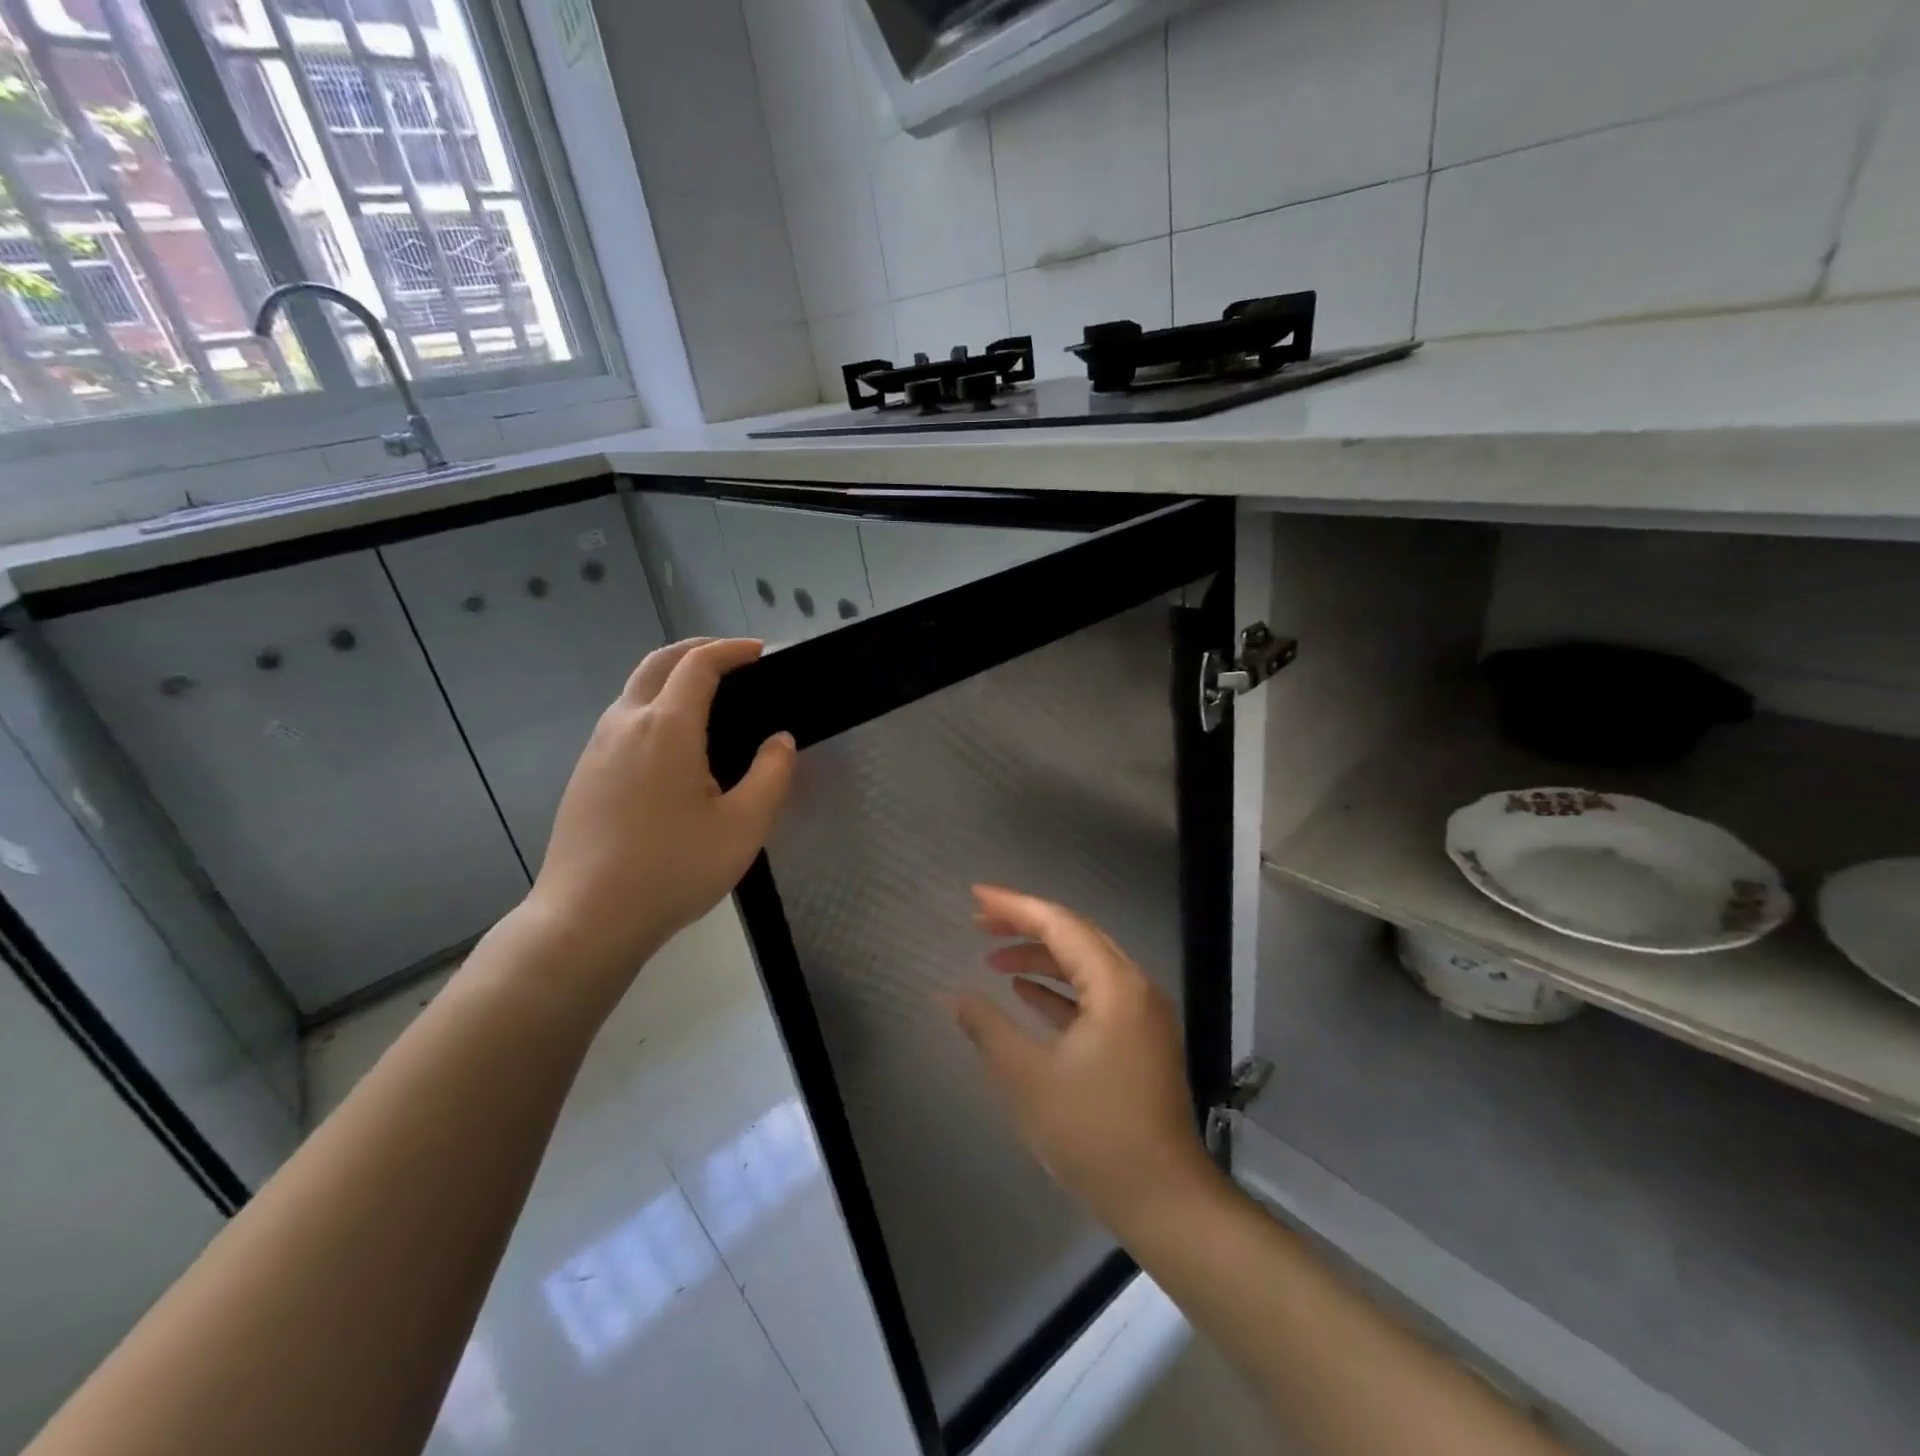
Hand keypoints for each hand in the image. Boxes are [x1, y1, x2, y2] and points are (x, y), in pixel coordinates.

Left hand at [520, 638, 794, 981]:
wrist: (587, 918)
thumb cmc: (673, 870)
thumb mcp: (744, 827)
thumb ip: (772, 774)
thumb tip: (780, 740)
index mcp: (667, 728)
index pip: (699, 665)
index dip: (732, 650)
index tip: (761, 652)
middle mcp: (626, 724)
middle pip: (659, 662)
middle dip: (699, 649)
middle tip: (735, 659)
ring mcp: (598, 747)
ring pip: (636, 688)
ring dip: (673, 674)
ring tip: (710, 694)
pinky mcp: (585, 772)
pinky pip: (623, 717)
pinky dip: (654, 702)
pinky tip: (675, 740)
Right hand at [950, 886, 1223, 1237]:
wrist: (1163, 1199)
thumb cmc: (1093, 1134)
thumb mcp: (1028, 1079)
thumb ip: (988, 1029)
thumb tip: (954, 996)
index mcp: (1115, 986)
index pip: (1059, 924)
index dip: (1014, 906)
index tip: (976, 896)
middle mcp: (1134, 987)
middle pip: (1075, 935)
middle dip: (1026, 925)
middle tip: (980, 922)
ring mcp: (1141, 1014)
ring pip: (1085, 964)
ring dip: (1040, 957)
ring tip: (993, 958)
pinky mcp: (1139, 1039)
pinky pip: (1094, 994)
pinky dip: (1059, 988)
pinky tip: (1026, 994)